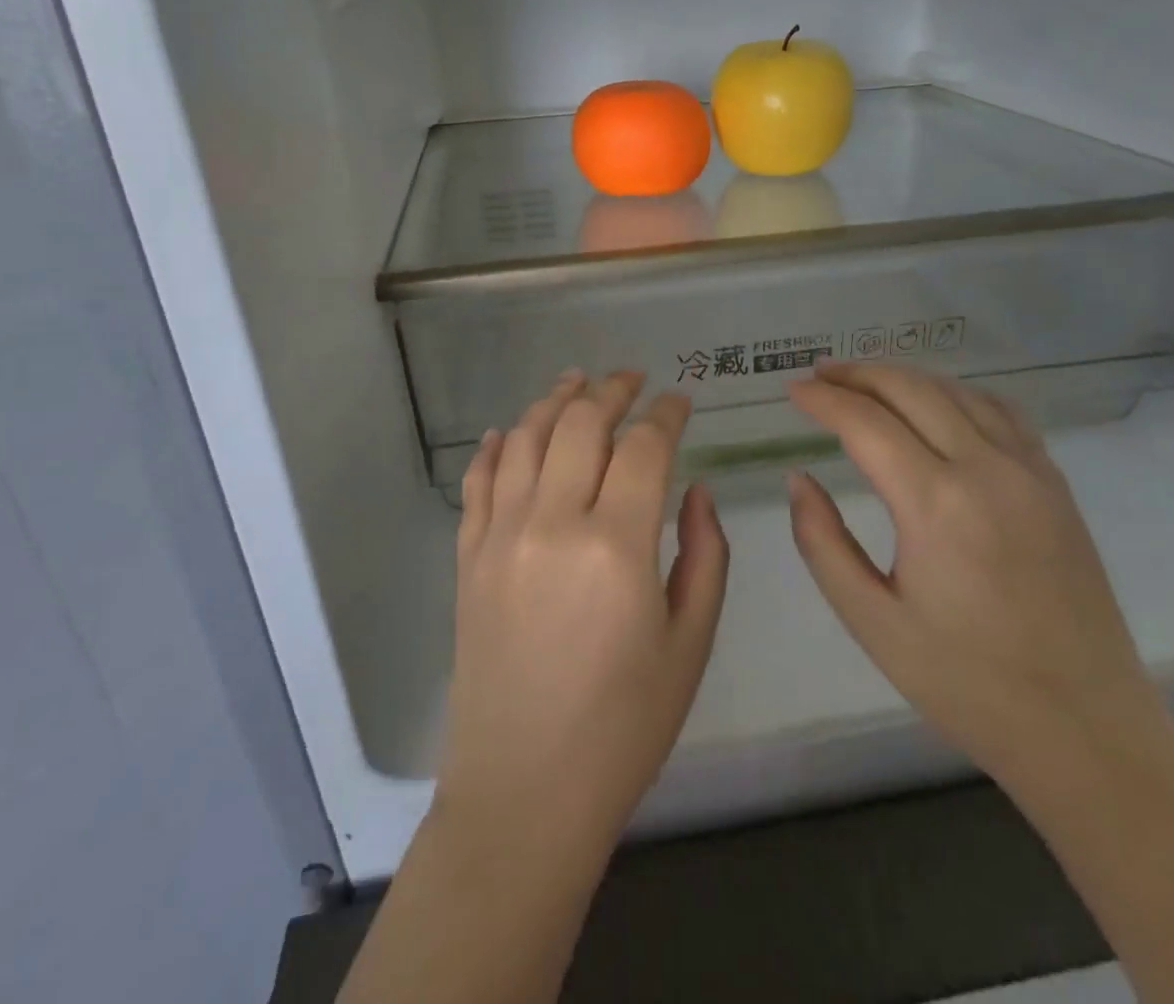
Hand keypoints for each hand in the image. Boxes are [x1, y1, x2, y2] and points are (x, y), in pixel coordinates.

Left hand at [437, 370, 729, 848]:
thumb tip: (695, 491)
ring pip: (527, 439)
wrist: (523, 793)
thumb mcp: (689, 645)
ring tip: (576, 381)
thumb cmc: (623, 728)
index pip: (645, 448)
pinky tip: (511, 431)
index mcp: (616, 547)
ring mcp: (501, 537)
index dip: (666, 414)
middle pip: (581, 425)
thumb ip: (704, 555)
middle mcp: (552, 524)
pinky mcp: (469, 558)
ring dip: (555, 401)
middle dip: (612, 391)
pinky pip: (480, 482)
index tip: (680, 400)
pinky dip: (498, 446)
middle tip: (632, 379)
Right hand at [787, 362, 1163, 783]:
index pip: (866, 422)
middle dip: (858, 375)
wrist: (1087, 730)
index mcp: (935, 504)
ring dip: (905, 378)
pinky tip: (939, 404)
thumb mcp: (872, 623)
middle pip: (912, 390)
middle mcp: (985, 470)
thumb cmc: (967, 683)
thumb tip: (799, 480)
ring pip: (958, 392)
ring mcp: (1030, 472)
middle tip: (820, 375)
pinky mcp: (1056, 486)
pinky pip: (1001, 412)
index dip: (823, 400)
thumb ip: (823, 543)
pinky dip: (957, 393)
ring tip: (866, 382)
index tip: (792, 391)